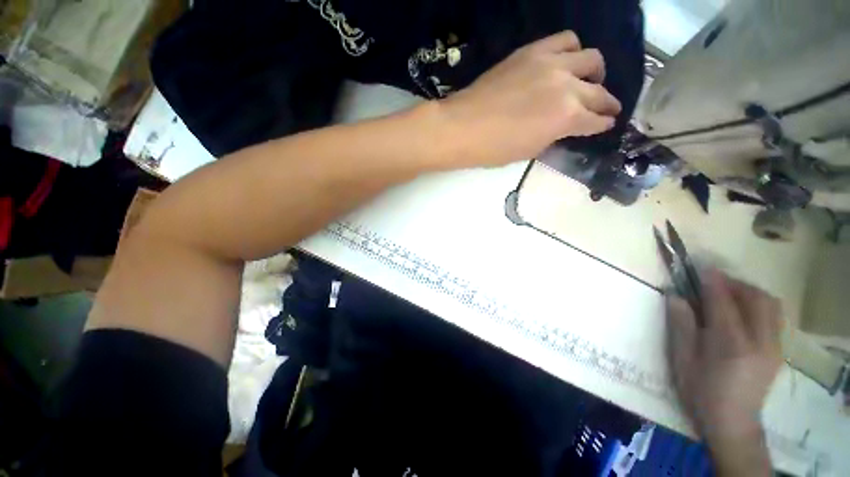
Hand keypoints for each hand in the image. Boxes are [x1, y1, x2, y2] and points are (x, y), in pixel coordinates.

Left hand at [435, 30, 621, 167]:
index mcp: (566, 118)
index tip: (605, 124)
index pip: (596, 120)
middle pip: (599, 91)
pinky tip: (566, 62)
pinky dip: (572, 51)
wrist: (462, 127)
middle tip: (605, 108)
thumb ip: (554, 135)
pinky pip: (565, 40)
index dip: (602, 124)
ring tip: (587, 81)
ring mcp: (551, 64)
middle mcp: (567, 87)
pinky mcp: (533, 51)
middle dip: (607, 103)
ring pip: (591, 58)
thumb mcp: (529, 151)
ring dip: (594, 72)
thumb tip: (564, 127)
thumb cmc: (493, 149)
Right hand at [667, 269, 782, 474]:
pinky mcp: (779, 350)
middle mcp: (759, 340)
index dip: (711, 280)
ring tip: (729, 293)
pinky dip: (759, 304)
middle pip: (755, 297)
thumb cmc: (700, 391)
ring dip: (748, 291)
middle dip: (733, 282)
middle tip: (712, 281)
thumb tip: (675, 295)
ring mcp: (774, 346)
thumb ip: (680, 324)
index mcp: (731, 344)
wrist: (732, 423)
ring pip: (770, 304)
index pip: (723, 301)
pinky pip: (774, 316)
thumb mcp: (682, 359)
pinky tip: (743, 311)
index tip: (700, 265)